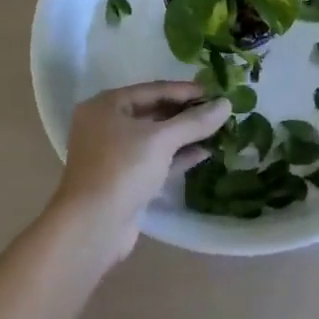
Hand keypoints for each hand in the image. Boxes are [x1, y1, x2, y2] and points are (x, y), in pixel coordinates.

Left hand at [52, 83, 231, 259]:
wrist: (92, 228)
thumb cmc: (122, 169)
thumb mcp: (161, 139)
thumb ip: (195, 121)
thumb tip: (226, 104)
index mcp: (107, 105)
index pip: (154, 89)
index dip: (186, 90)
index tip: (216, 92)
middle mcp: (106, 126)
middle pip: (154, 112)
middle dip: (186, 113)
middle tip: (218, 111)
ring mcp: (114, 155)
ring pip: (155, 138)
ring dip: (184, 135)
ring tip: (217, 130)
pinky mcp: (123, 180)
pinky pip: (154, 160)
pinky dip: (177, 156)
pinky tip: (204, 153)